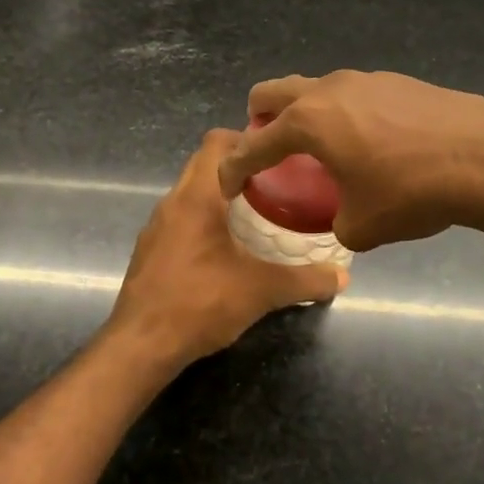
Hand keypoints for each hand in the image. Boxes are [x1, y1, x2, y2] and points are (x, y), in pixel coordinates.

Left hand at [108, 130, 347, 372]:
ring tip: (258, 211)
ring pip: (191, 192)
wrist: (140, 345)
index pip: (217, 142)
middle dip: (239, 166)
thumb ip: (305, 281)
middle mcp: (172, 202)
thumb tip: (342, 277)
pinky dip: (205, 219)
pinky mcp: (150, 250)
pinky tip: (228, 247)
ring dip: (221, 194)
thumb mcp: (261, 291)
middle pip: (204, 164)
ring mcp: (156, 227)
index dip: (247, 137)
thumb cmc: (200, 304)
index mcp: (196, 197)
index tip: (278, 152)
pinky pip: (181, 218)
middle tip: (277, 181)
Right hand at [217, 70, 483, 251]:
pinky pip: (353, 94)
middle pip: (272, 92)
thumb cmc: (412, 192)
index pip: (253, 145)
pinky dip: (345, 115)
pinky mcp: (398, 81)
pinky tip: (373, 144)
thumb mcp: (363, 227)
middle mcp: (328, 91)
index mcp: (308, 123)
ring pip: (316, 89)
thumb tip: (345, 218)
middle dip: (259, 120)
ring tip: (325, 149)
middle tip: (269, 151)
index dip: (233, 168)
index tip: (227, 186)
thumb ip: (338, 222)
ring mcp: (366, 80)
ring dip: (306, 115)